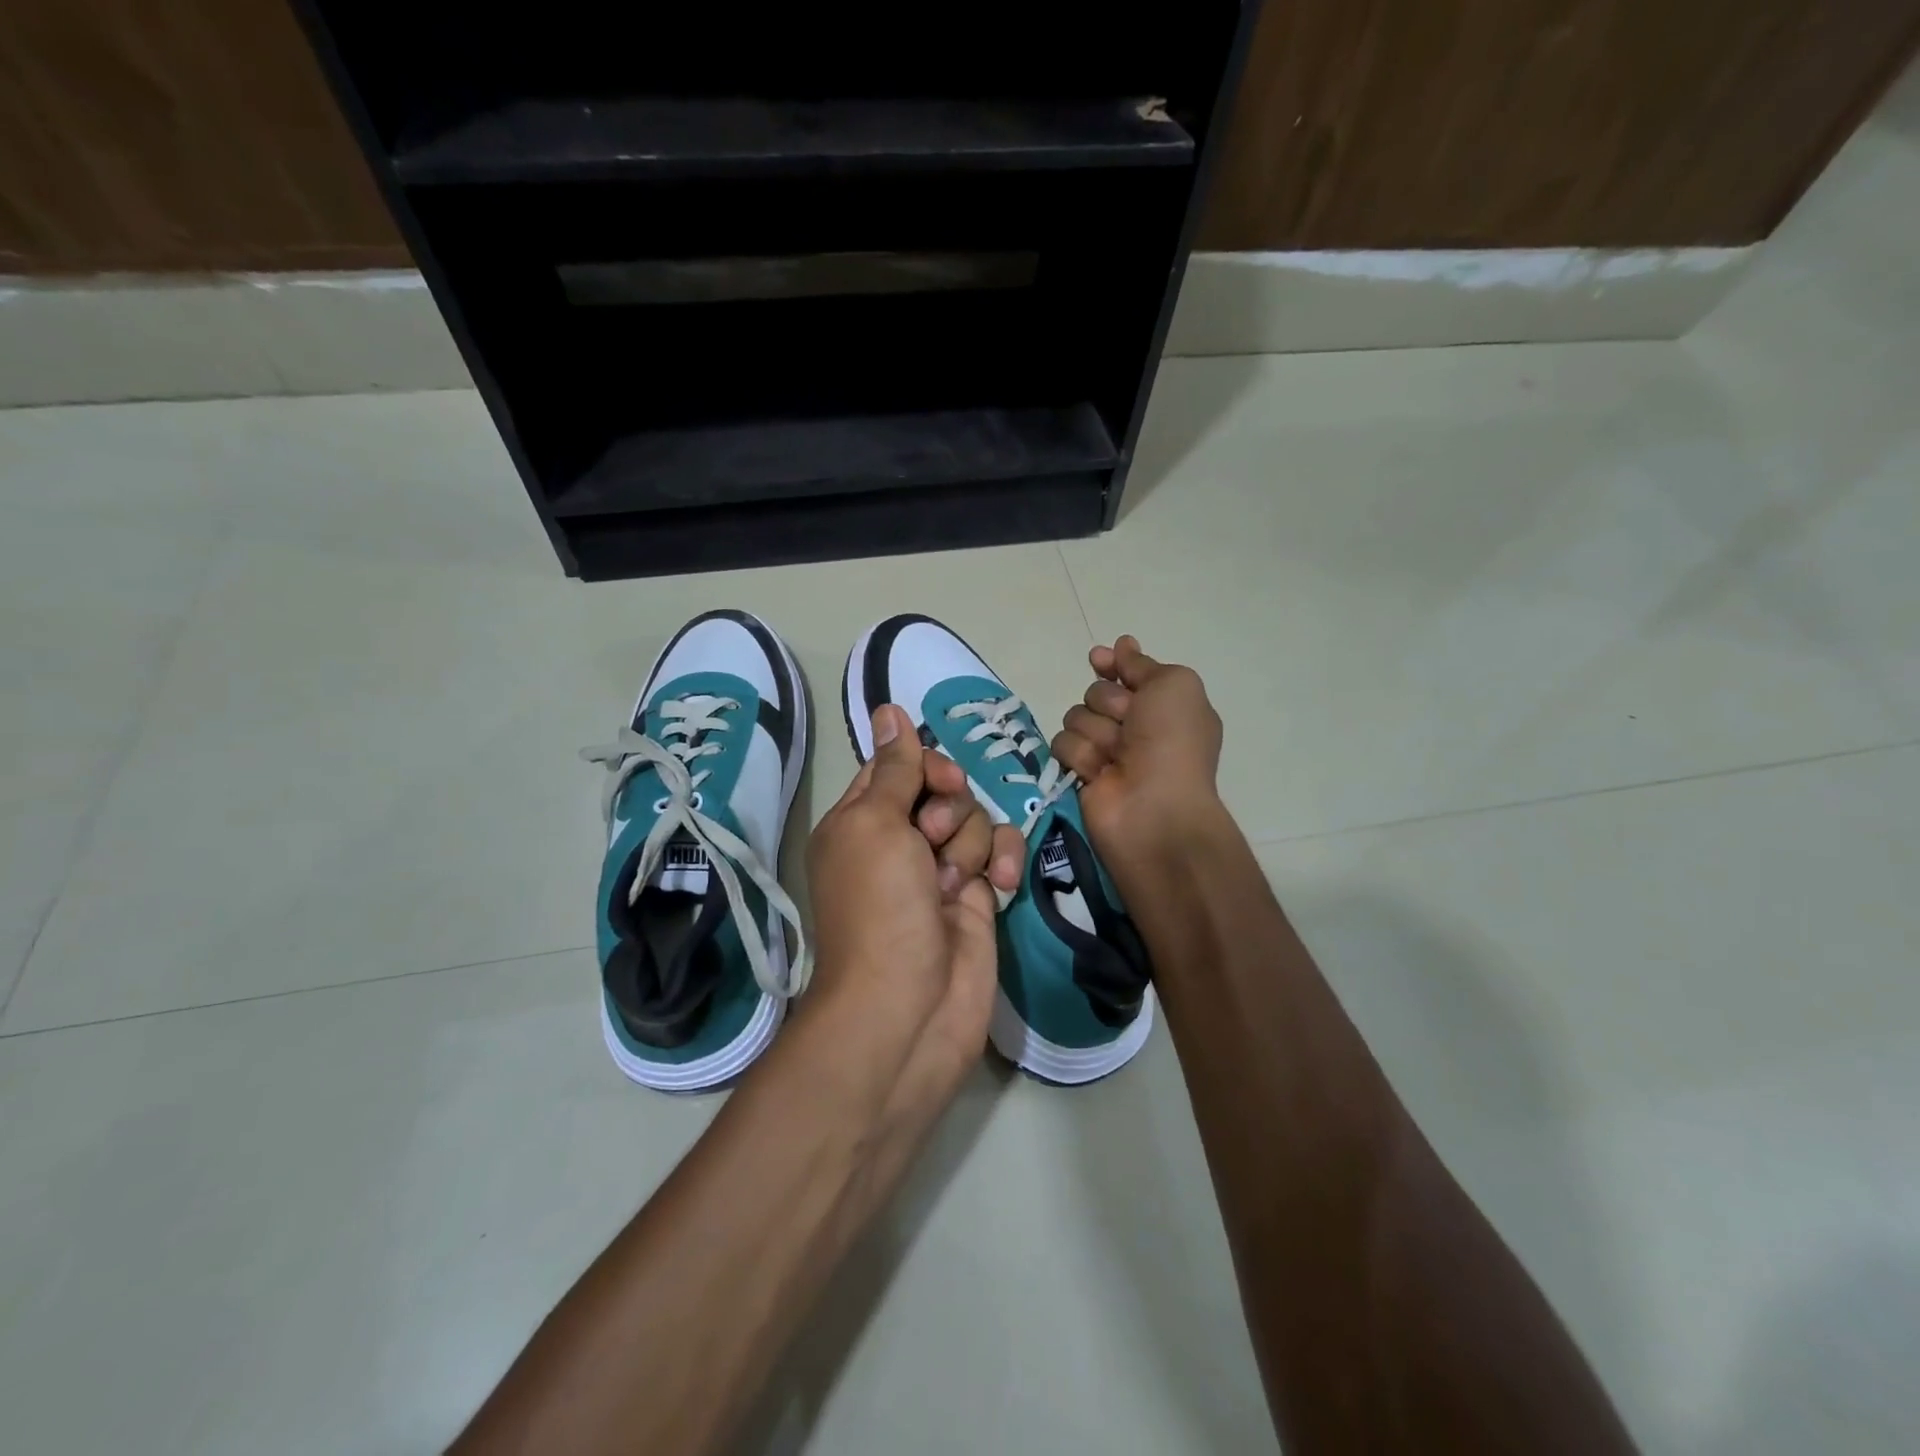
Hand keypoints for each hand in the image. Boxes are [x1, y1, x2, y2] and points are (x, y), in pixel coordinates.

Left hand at [801, 705, 1024, 1125]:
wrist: (910, 1007)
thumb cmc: (880, 907)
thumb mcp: (874, 824)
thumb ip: (892, 768)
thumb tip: (888, 709)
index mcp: (860, 821)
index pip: (895, 768)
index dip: (922, 766)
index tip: (936, 782)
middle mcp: (899, 841)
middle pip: (943, 789)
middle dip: (948, 810)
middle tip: (933, 841)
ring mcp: (940, 869)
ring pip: (975, 818)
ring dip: (969, 846)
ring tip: (952, 886)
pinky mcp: (977, 895)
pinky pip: (999, 852)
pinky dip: (1002, 862)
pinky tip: (998, 889)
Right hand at [1050, 635, 1224, 863]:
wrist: (1154, 808)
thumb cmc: (1172, 743)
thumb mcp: (1173, 685)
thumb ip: (1142, 665)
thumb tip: (1121, 646)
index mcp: (1164, 706)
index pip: (1128, 673)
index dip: (1112, 665)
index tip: (1099, 659)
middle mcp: (1135, 728)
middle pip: (1096, 693)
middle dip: (1109, 704)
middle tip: (1129, 725)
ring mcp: (1106, 751)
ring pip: (1076, 717)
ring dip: (1095, 732)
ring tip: (1115, 757)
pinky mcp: (1080, 772)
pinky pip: (1062, 745)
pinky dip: (1080, 755)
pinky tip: (1098, 773)